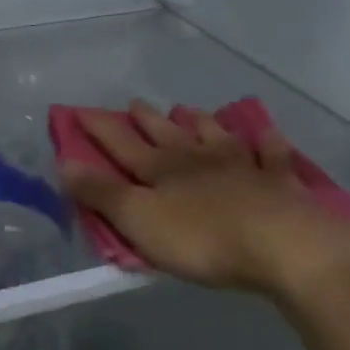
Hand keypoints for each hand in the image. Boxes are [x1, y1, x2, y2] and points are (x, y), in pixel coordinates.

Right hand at [60, 101, 349, 302]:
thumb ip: (101, 194)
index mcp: (161, 170)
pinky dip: (267, 144)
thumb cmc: (204, 238)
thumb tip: (64, 163)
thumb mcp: (140, 221)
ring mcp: (241, 166)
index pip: (121, 143)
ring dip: (200, 123)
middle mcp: (197, 158)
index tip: (79, 110)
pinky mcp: (279, 183)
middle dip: (147, 119)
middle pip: (166, 134)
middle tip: (135, 103)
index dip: (99, 127)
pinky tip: (267, 135)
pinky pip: (271, 156)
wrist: (285, 245)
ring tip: (190, 111)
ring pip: (214, 136)